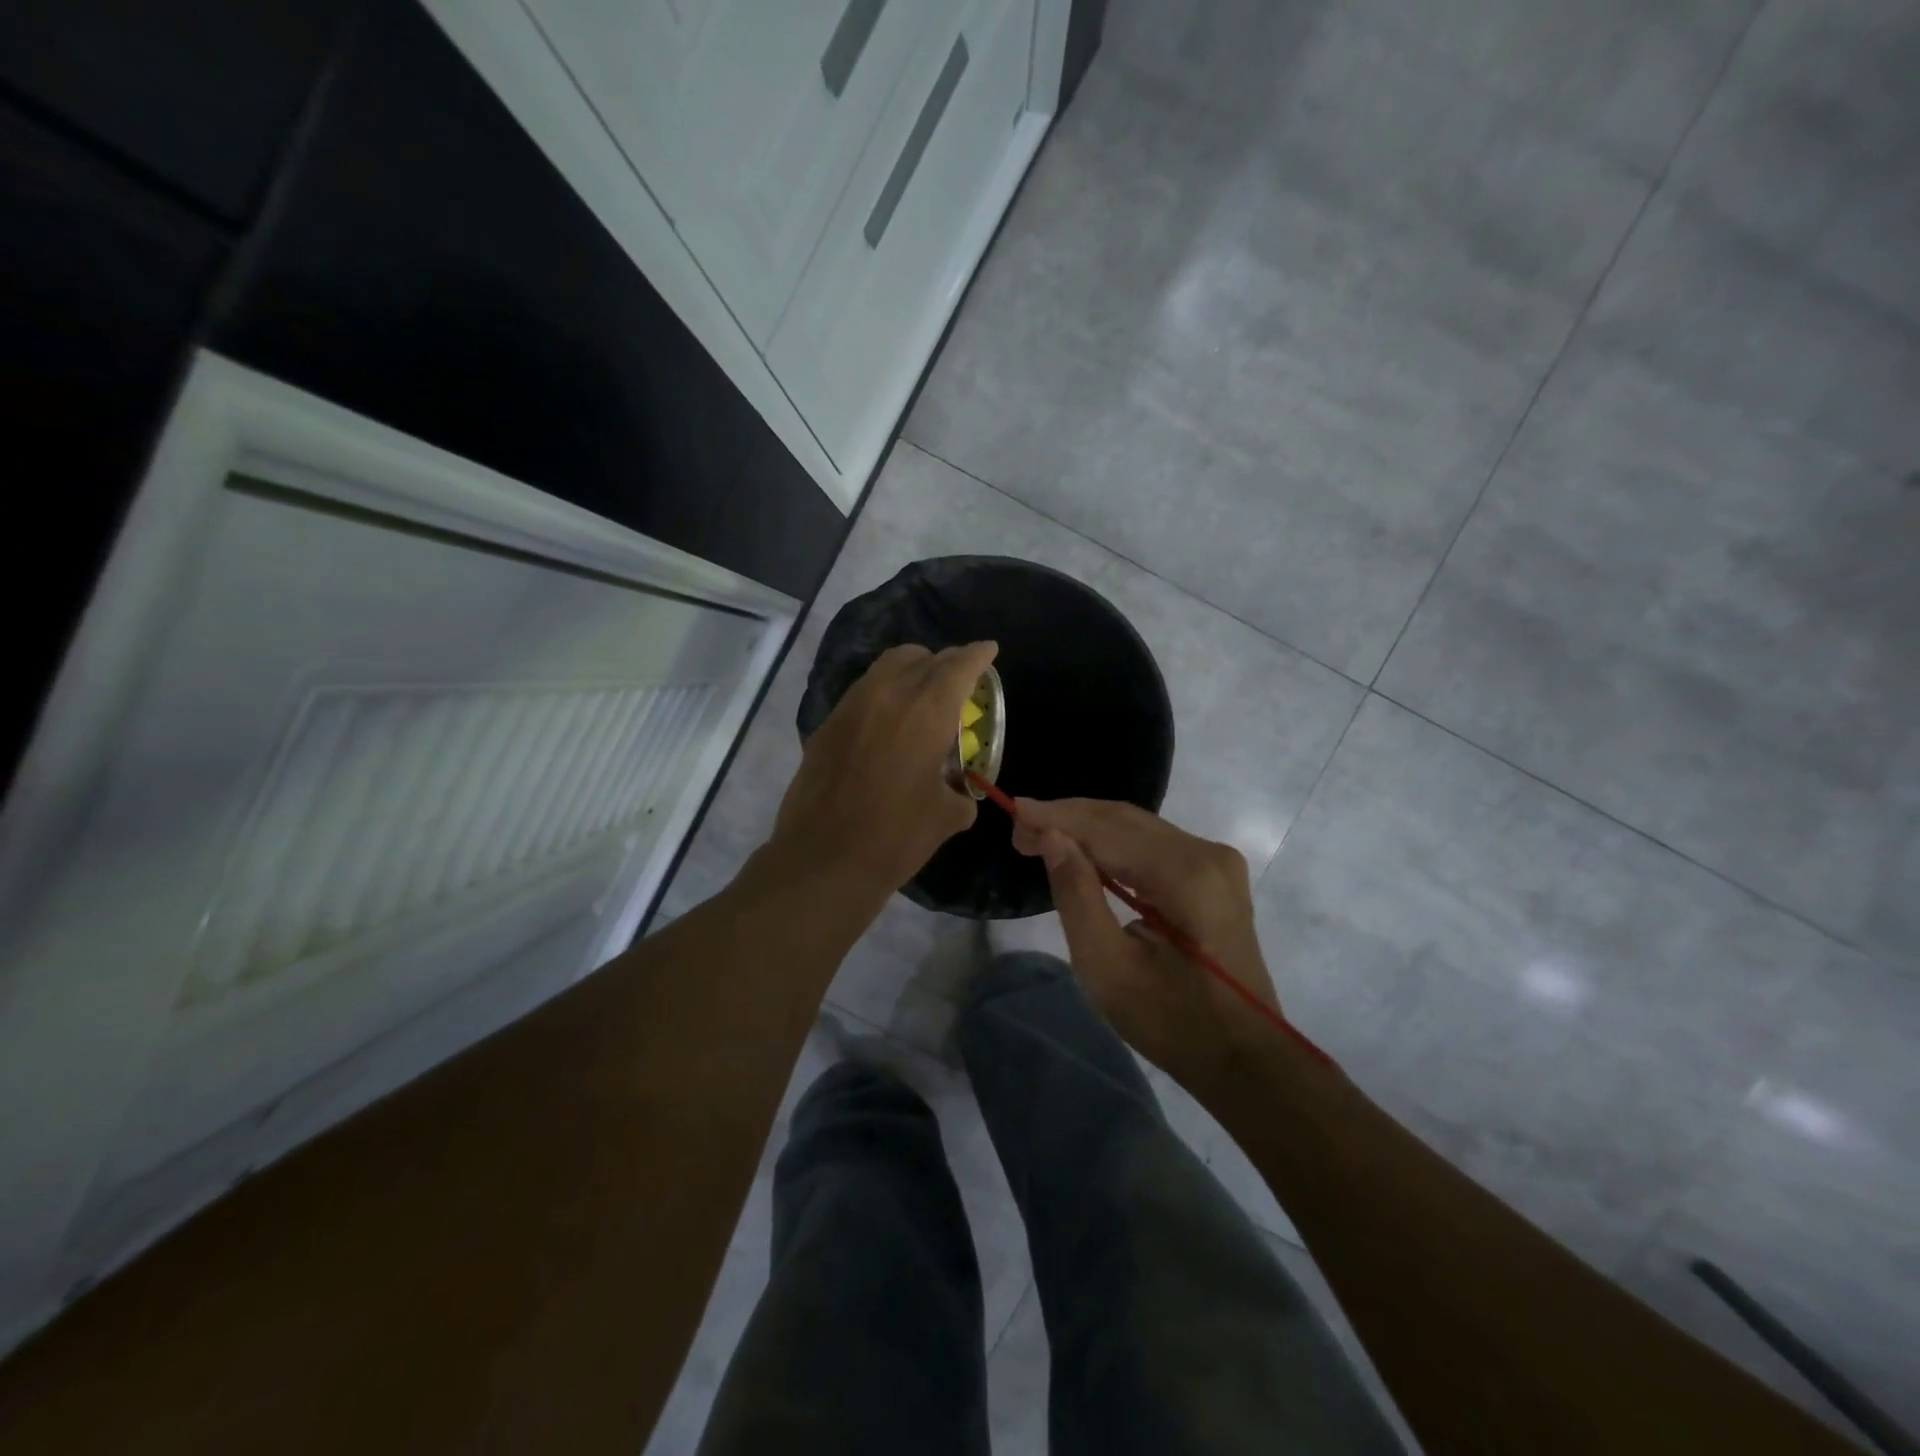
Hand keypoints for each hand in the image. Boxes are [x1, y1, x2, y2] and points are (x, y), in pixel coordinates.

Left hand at [771, 641, 997, 896]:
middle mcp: (888, 695)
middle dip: (946, 661)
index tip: (989, 649)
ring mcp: (851, 706)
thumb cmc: (895, 837)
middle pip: (921, 657)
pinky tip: (890, 719)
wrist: (824, 859)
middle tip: (959, 677)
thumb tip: (957, 790)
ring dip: (912, 669)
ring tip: (925, 691)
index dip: (978, 655)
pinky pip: (863, 690)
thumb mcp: (947, 816)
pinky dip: (884, 691)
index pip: (958, 666)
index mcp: (926, 712)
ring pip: (887, 666)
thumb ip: (960, 791)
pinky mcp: (827, 724)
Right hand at [1011, 798, 1278, 1091]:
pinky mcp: (1214, 874)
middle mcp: (1206, 853)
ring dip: (1087, 829)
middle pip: (1123, 819)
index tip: (1013, 812)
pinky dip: (1112, 845)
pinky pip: (1153, 845)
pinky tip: (1082, 853)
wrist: (1243, 1057)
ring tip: (1040, 838)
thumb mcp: (1107, 968)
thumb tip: (1050, 835)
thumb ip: (1076, 895)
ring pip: (1137, 828)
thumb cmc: (1172, 1022)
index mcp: (1186, 874)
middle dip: (1068, 819)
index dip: (1057, 817)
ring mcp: (1216, 861)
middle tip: (1020, 830)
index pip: (1108, 829)